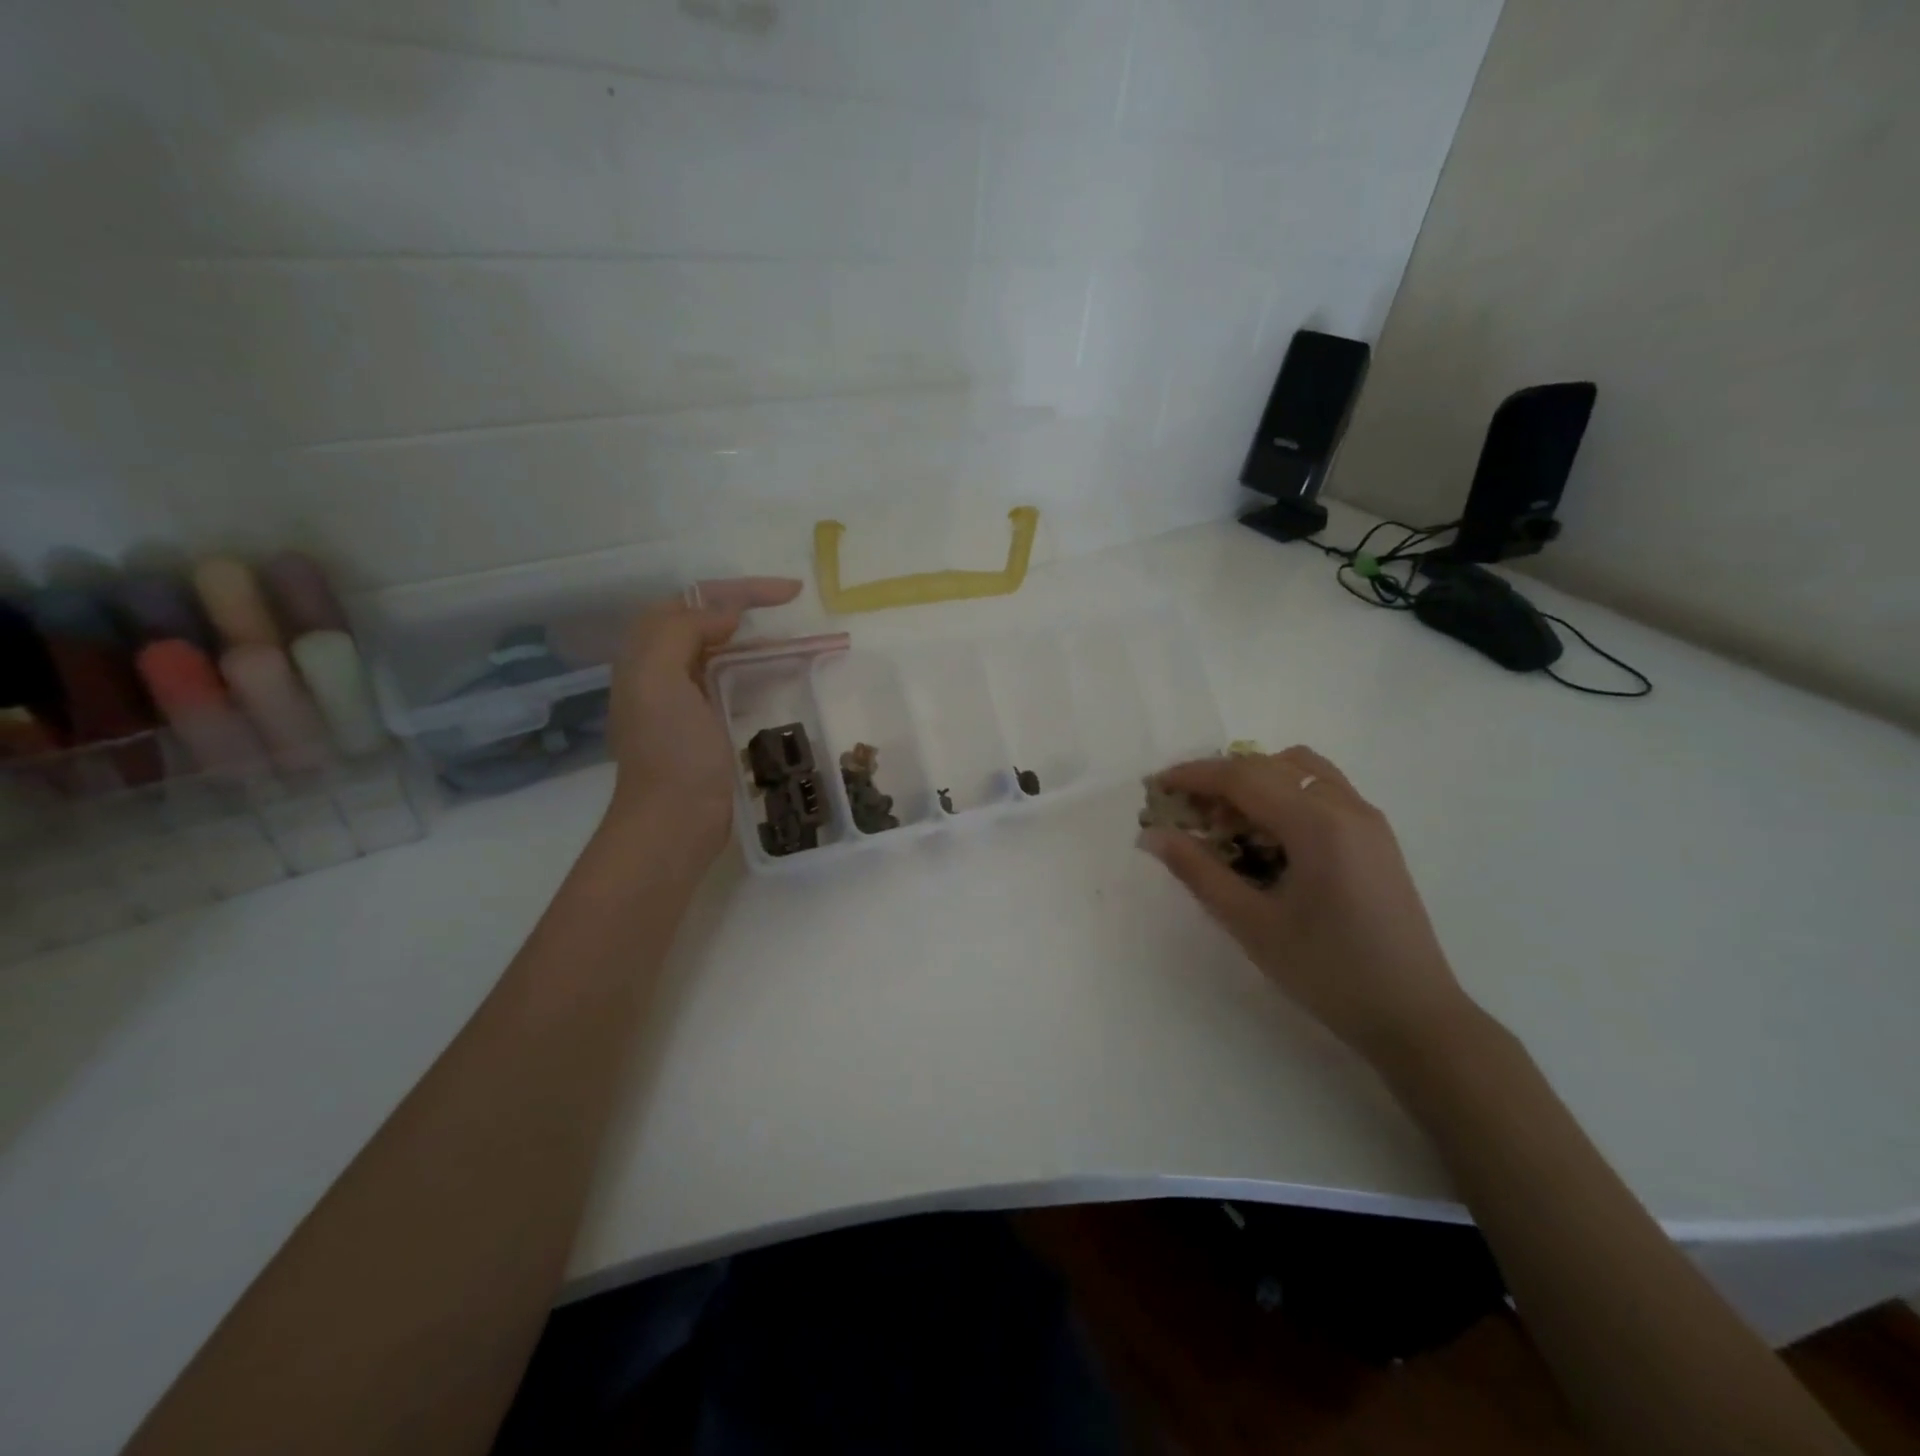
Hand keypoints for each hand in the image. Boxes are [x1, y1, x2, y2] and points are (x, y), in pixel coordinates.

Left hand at [605, 577, 802, 860]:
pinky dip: (757, 671)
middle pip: (707, 622)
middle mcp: (660, 671)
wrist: (672, 823)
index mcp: (646, 654)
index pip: (693, 602)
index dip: (740, 590)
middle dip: (749, 609)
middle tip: (795, 608)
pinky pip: (732, 683)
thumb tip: (725, 612)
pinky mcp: (705, 726)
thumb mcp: (660, 679)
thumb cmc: (670, 751)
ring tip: (797, 642)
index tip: (790, 593)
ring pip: (723, 652)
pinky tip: (781, 678)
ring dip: (758, 640)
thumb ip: (683, 631)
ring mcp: (683, 701)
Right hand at [1139, 747, 1472, 1063]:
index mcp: (1318, 824)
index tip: (1155, 786)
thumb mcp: (1252, 924)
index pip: (1243, 777)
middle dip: (1220, 780)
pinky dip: (1284, 796)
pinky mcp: (1375, 837)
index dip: (1193, 775)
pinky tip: (1268, 840)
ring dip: (1255, 782)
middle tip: (1186, 814)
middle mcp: (1346, 807)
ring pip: (1299, 771)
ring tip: (1228, 825)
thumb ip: (1199, 872)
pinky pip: (1321, 791)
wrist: (1414, 1016)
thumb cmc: (1327, 972)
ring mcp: (1367, 819)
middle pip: (1269, 766)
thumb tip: (1153, 836)